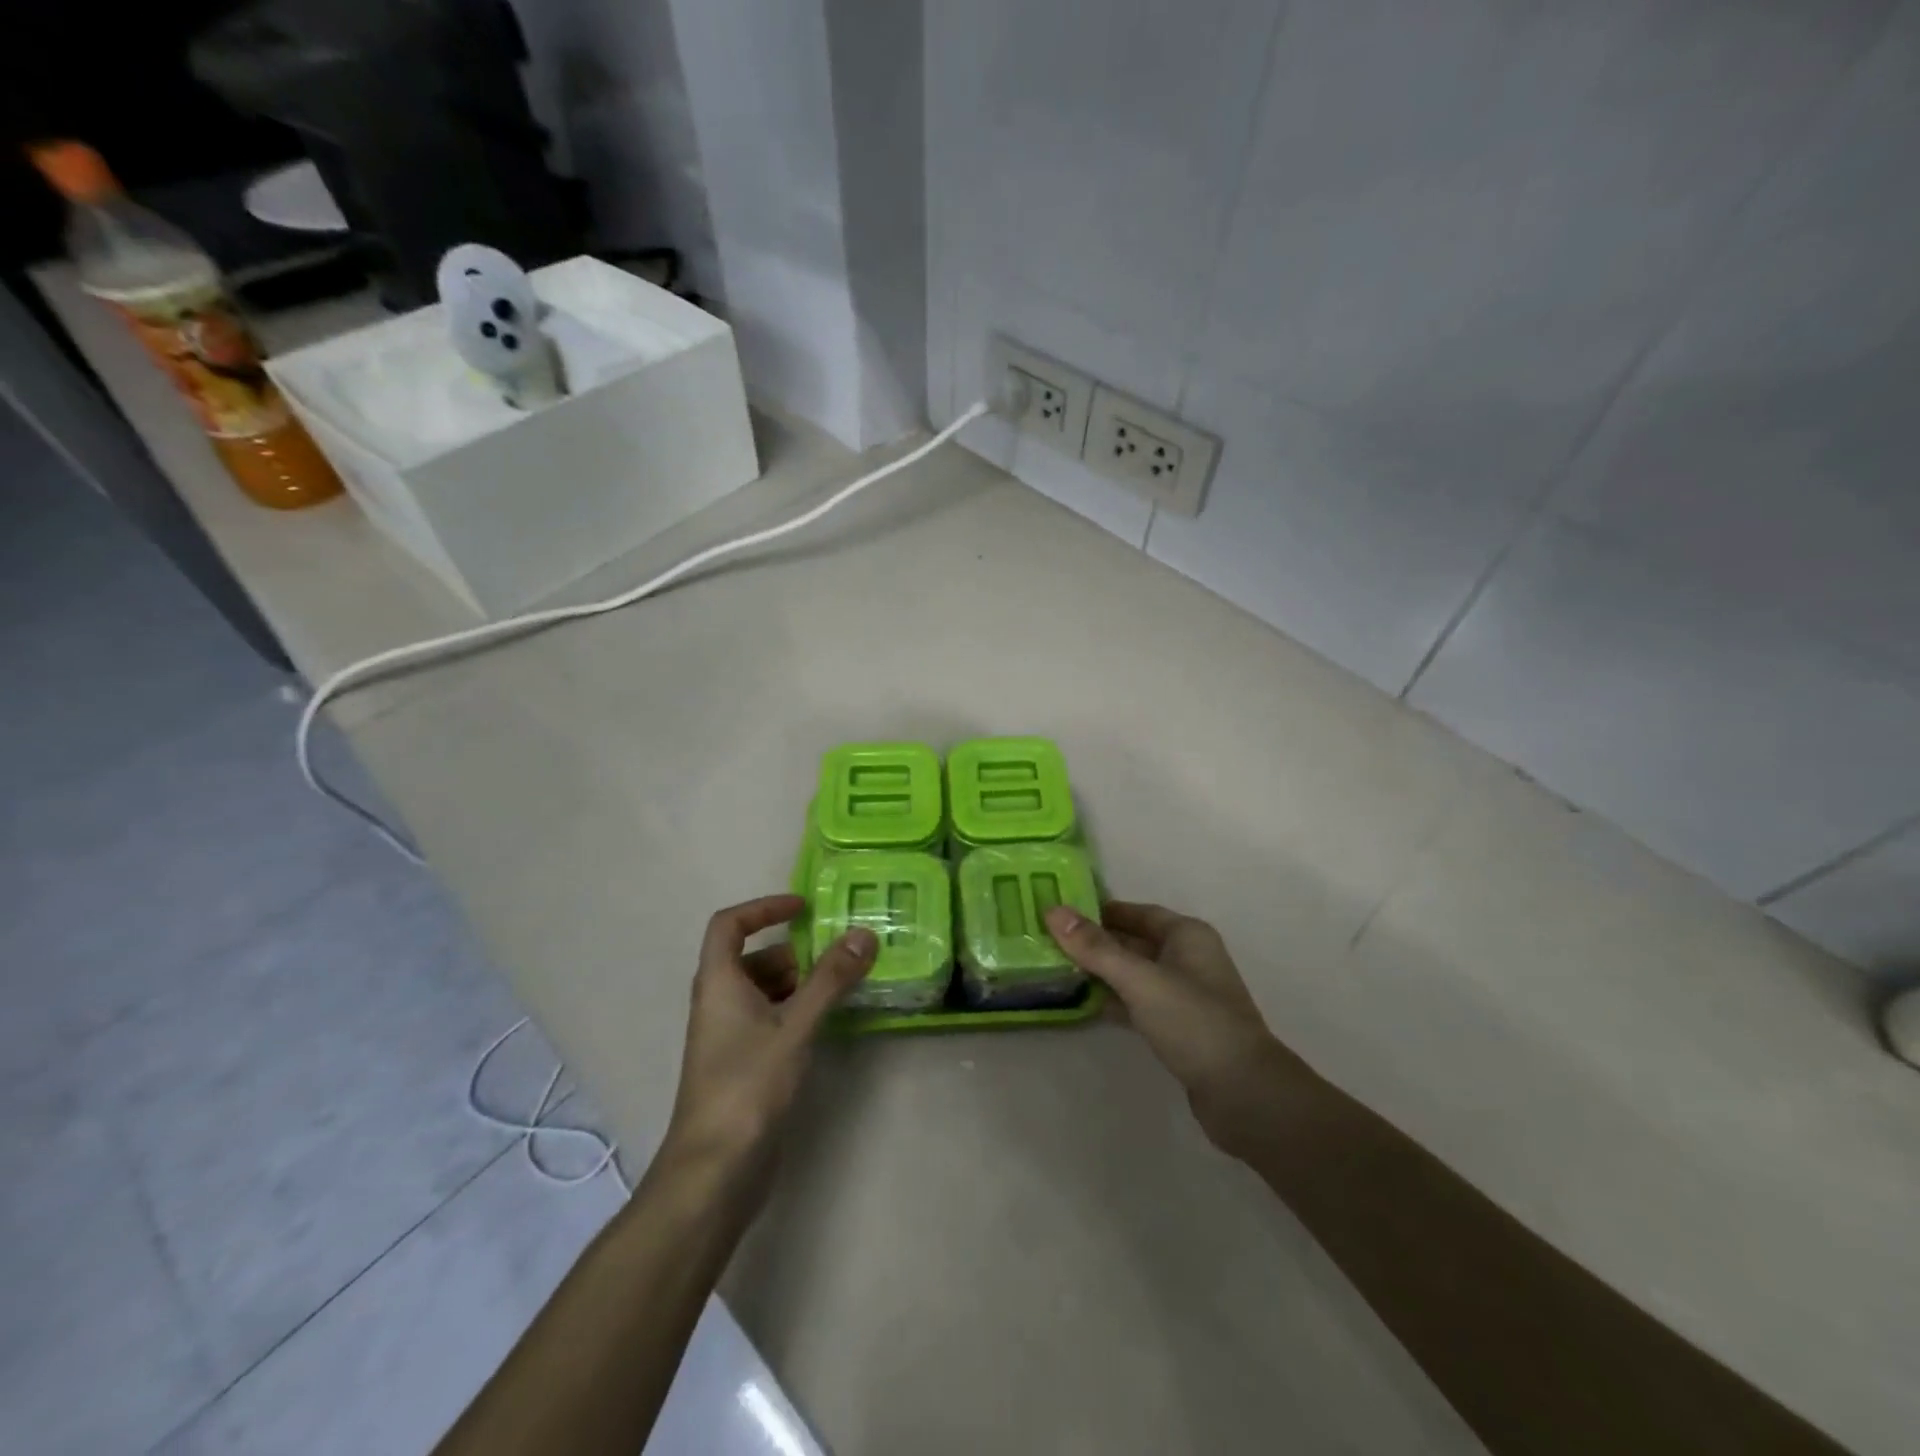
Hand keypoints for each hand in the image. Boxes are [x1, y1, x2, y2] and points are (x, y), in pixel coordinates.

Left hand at [665, 894, 875, 1178]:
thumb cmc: (747, 1086)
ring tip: (845, 985)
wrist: (714, 1171)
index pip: (729, 924)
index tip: (803, 907)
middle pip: (754, 957)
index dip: (764, 907)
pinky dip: (798, 1010)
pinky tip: (829, 1022)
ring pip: (765, 990)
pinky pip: (771, 1018)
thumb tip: (864, 934)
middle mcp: (718, 1002)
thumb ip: (830, 979)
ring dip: (802, 982)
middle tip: (841, 954)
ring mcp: (729, 1035)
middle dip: (797, 951)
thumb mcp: (794, 1026)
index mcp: (718, 982)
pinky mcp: (744, 1063)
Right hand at [1044, 901, 1307, 1160]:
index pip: (1136, 912)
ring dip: (1102, 972)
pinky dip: (1114, 1000)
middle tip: (1049, 941)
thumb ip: (1095, 948)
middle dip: (1095, 942)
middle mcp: (1188, 958)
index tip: (1060, 912)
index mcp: (1186, 935)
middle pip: (1133, 942)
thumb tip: (1053, 911)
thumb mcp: (1140, 979)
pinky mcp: (1179, 1028)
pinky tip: (1085, 1004)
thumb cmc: (1193, 1021)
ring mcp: (1185, 995)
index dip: (1099, 910)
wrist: (1243, 1093)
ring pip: (1134, 974)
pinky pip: (1139, 1003)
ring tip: (1058, 970)